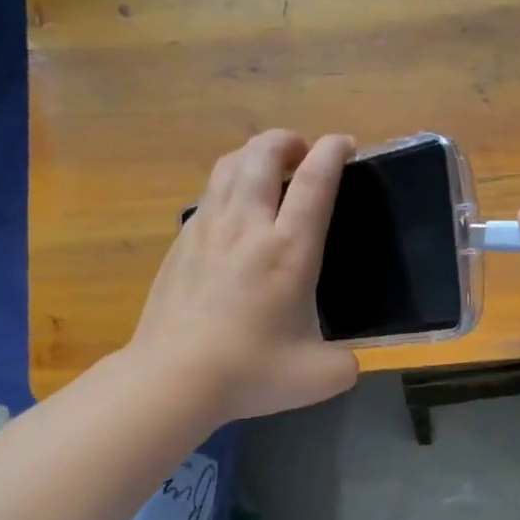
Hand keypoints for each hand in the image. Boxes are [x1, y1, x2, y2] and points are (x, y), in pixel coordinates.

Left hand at [128, 129, 359, 422]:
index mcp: (289, 250)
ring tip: (266, 168)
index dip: (332, 152)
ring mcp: (207, 231)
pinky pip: (208, 196)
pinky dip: (227, 186)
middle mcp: (247, 227)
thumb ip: (346, 363)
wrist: (173, 378)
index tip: (344, 144)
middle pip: (262, 154)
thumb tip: (346, 360)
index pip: (315, 181)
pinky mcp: (181, 245)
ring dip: (252, 155)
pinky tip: (232, 212)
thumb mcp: (321, 376)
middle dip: (286, 140)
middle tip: (301, 152)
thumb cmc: (251, 372)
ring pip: (228, 167)